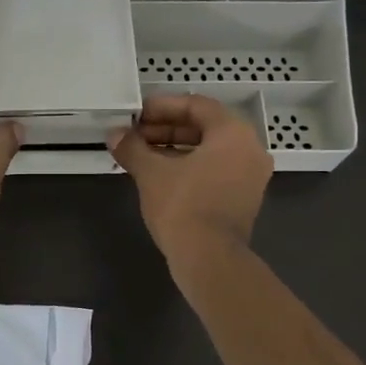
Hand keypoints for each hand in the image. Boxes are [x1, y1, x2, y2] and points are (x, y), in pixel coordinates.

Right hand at [108, 95, 272, 261]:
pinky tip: (160, 175)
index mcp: (233, 133)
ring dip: (174, 148)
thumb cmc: (183, 206)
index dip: (162, 107)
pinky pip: (215, 170)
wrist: (210, 259)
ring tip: (141, 155)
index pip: (196, 105)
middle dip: (166, 129)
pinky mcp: (244, 198)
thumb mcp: (151, 172)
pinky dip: (189, 166)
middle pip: (204, 126)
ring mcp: (251, 176)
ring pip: (209, 150)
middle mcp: (249, 149)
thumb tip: (114, 135)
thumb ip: (132, 148)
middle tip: (135, 136)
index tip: (136, 115)